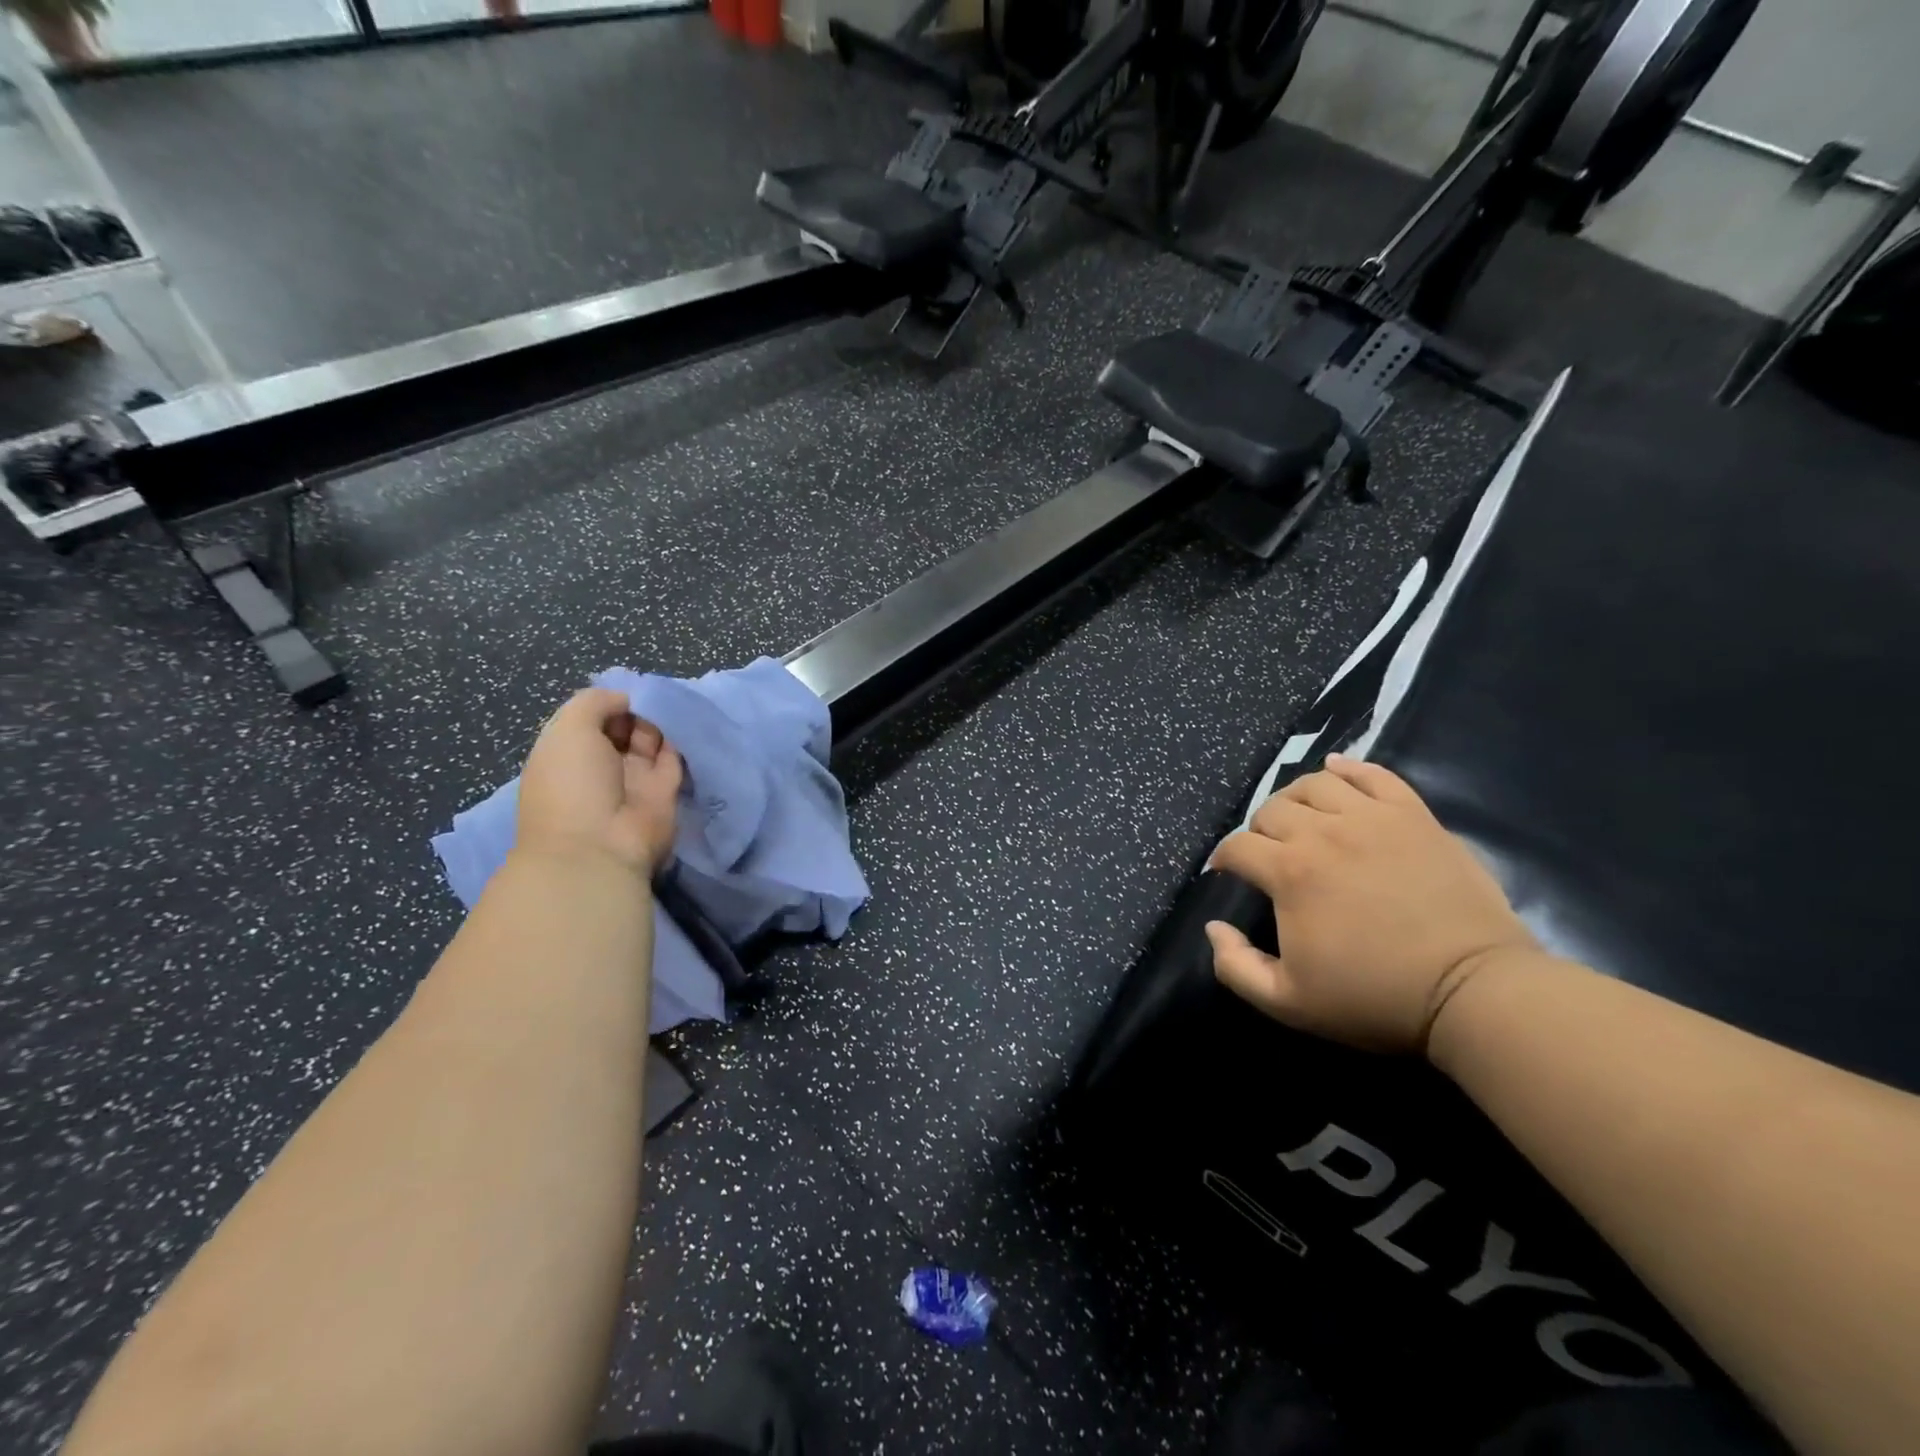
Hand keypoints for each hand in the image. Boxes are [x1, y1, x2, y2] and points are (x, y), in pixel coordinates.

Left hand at [516, 688, 683, 875]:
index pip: (591, 719)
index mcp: (568, 753)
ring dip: (660, 724)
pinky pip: (674, 760)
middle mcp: (600, 766)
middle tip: (654, 697)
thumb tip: (626, 699)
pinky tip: (685, 725)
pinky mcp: (664, 793)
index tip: (628, 693)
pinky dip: (679, 743)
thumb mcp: (569, 729)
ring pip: (650, 742)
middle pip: (623, 728)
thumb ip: (595, 702)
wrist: (600, 847)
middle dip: (638, 711)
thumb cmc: (573, 784)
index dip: (608, 703)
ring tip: (672, 707)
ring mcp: (633, 780)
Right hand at [1207, 755, 1538, 1054]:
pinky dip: (1348, 768)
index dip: (1224, 860)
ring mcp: (1372, 818)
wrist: (1474, 991)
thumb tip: (1214, 926)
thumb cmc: (1376, 997)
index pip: (1237, 846)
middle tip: (1268, 854)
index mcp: (1290, 872)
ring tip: (1301, 820)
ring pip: (1315, 784)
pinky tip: (1336, 772)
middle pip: (1271, 809)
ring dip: (1295, 799)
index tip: (1229, 875)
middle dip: (1258, 830)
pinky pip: (1373, 774)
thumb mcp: (1289, 1002)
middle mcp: (1324, 832)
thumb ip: (1236, 966)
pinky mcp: (1413, 815)